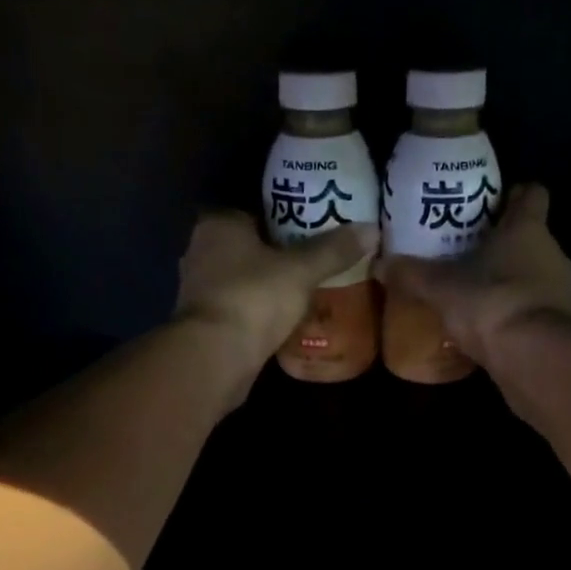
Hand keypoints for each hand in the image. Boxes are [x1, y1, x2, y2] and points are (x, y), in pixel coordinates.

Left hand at [175, 210, 377, 367]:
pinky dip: (256, 314)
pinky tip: (282, 322)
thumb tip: (372, 229)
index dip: (283, 220)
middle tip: (312, 264)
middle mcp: (200, 251)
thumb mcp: (301, 271)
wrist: (215, 357)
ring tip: (302, 293)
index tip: (311, 233)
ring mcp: (198, 290)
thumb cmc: (254, 298)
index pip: (254, 212)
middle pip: (247, 247)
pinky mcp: (203, 324)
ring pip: (240, 280)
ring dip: (265, 287)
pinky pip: (238, 309)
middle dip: (275, 256)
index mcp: (218, 225)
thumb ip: (333, 250)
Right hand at [378, 184, 570, 363]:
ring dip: (510, 281)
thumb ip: (411, 274)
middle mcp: (552, 252)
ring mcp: (562, 290)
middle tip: (469, 252)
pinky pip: (535, 309)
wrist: (534, 357)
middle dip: (503, 244)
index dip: (514, 194)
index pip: (532, 194)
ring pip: (534, 274)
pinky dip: (516, 313)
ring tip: (476, 293)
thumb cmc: (490, 303)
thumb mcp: (440, 288)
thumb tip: (379, 263)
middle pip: (530, 237)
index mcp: (527, 229)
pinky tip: (491, 326)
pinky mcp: (561, 325)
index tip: (492, 203)